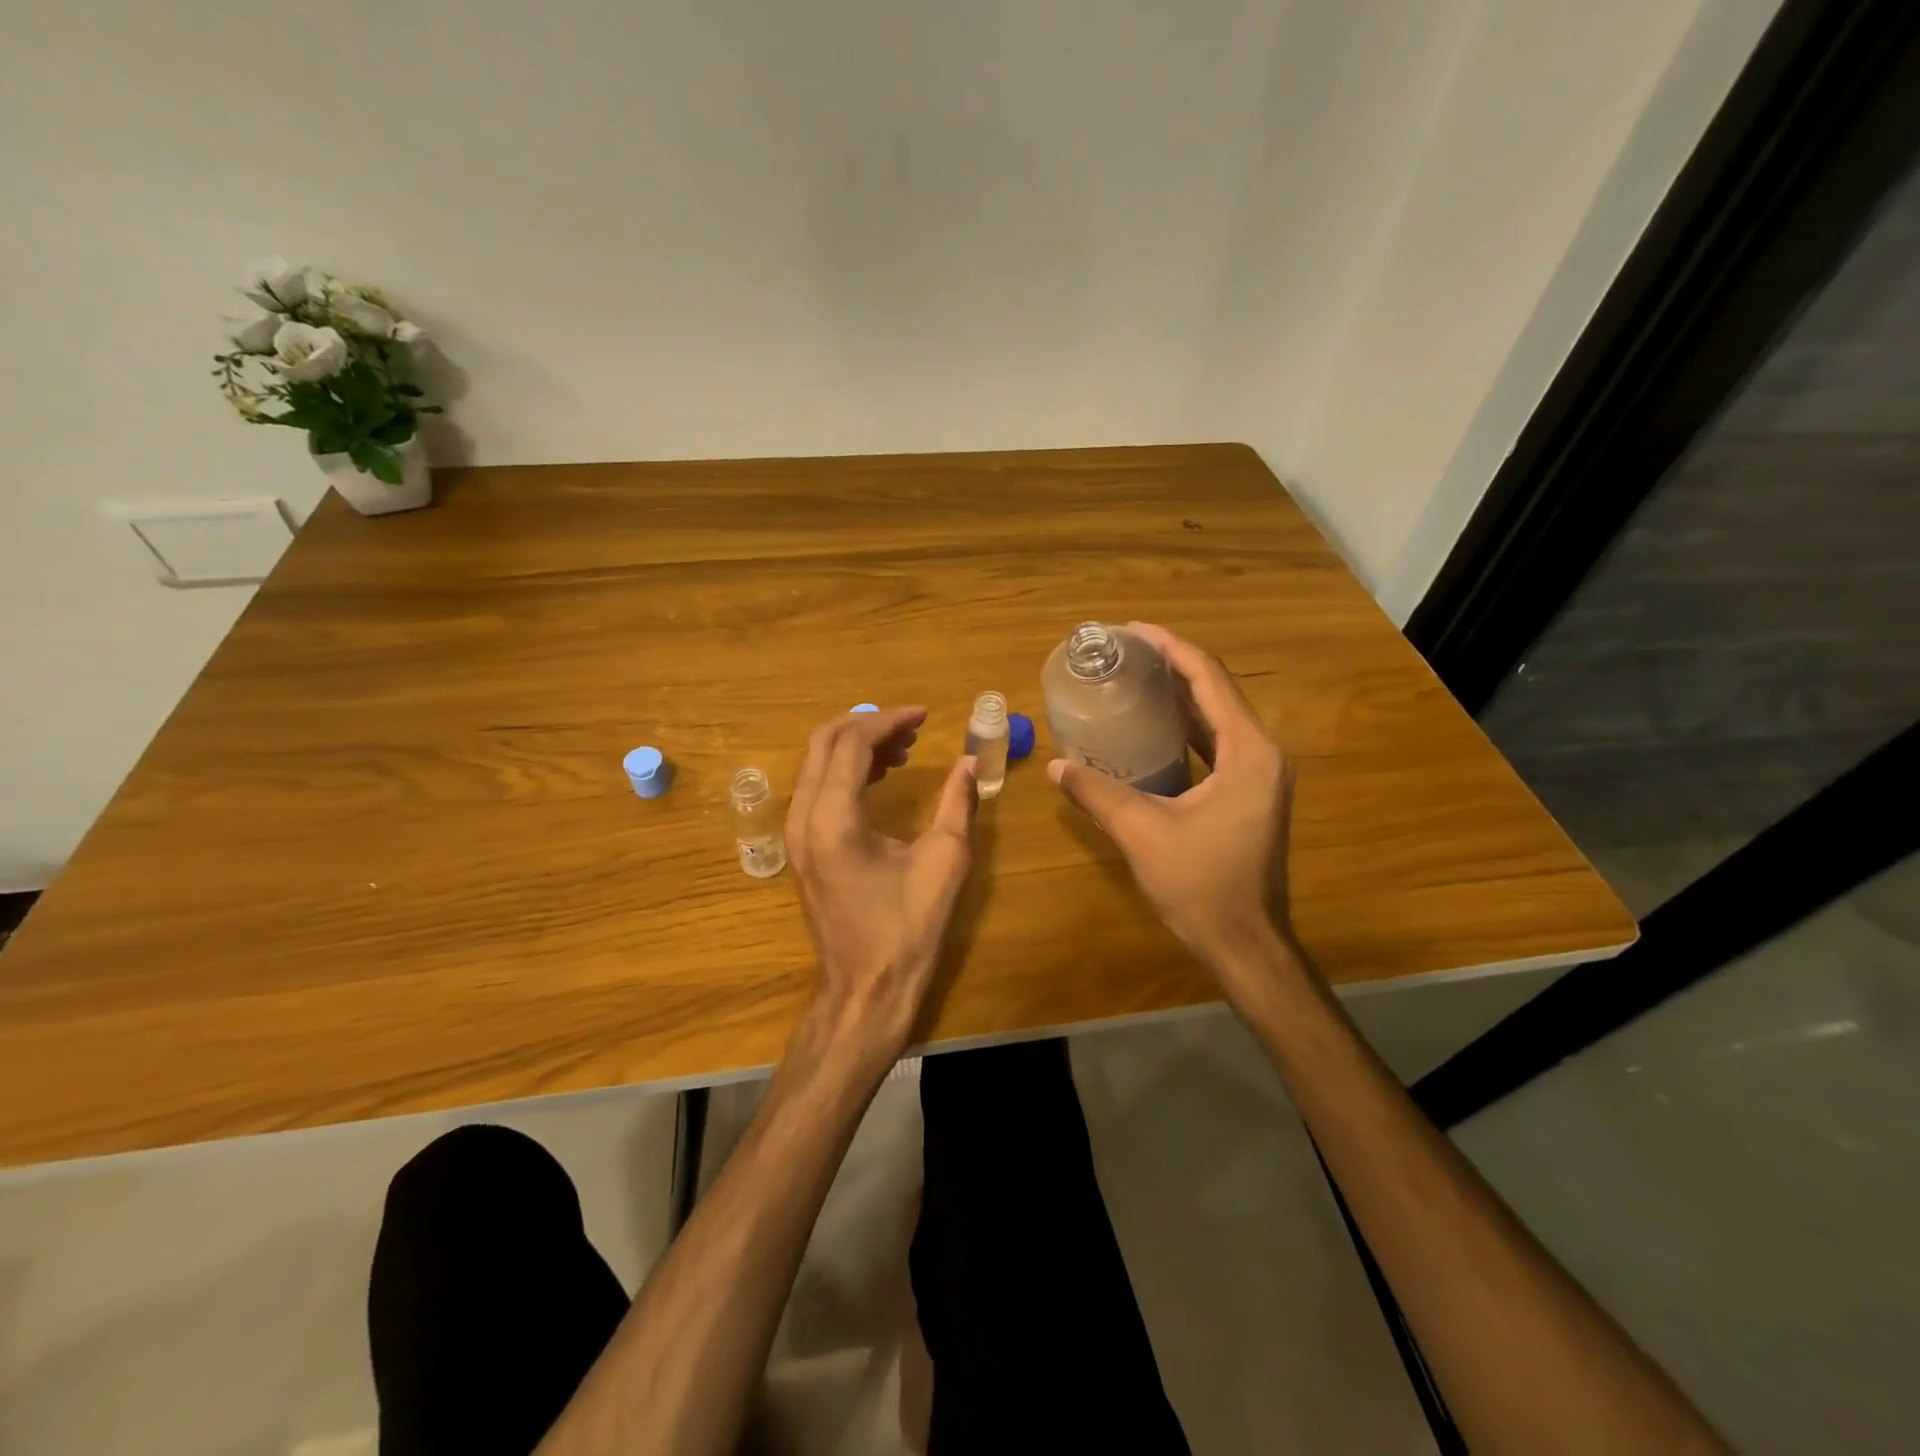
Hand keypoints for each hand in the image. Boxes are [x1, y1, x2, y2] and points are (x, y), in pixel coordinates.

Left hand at [786, 707, 978, 1063]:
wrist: (865, 991)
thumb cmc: (906, 931)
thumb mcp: (944, 863)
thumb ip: (958, 804)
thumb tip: (971, 764)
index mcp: (834, 819)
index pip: (852, 743)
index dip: (889, 721)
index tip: (926, 716)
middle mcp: (804, 818)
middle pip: (823, 742)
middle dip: (868, 725)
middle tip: (912, 729)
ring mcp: (796, 835)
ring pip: (816, 763)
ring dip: (856, 746)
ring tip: (903, 751)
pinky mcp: (802, 849)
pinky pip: (816, 789)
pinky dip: (845, 771)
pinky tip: (880, 777)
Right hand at [1047, 623, 1299, 992]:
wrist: (1245, 943)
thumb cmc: (1201, 885)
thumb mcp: (1141, 833)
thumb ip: (1097, 793)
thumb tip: (1057, 766)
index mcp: (1248, 752)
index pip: (1209, 679)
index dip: (1170, 648)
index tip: (1131, 630)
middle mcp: (1263, 753)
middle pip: (1216, 691)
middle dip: (1172, 666)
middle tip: (1125, 653)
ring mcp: (1261, 775)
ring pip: (1218, 717)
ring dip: (1180, 695)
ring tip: (1135, 679)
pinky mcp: (1251, 794)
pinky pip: (1218, 744)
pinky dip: (1187, 728)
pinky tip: (1153, 728)